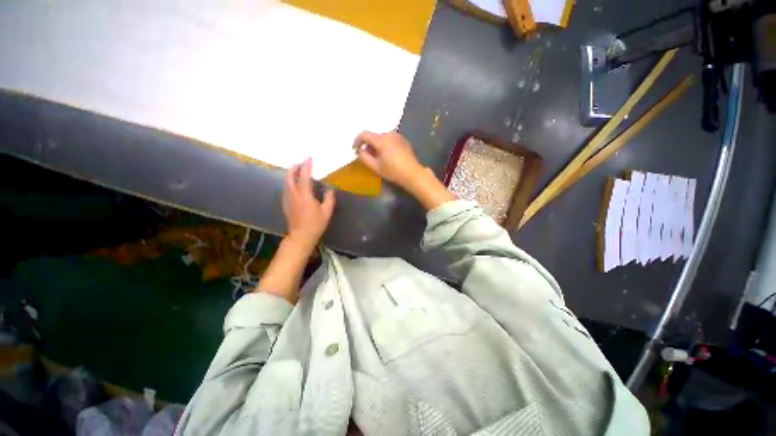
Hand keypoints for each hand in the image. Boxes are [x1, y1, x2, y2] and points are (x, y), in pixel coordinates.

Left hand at [282, 158, 335, 249]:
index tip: (309, 158)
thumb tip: (330, 190)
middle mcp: (294, 195)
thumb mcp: (326, 212)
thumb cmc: (315, 225)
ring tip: (295, 171)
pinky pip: (286, 190)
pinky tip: (292, 185)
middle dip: (294, 169)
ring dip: (290, 175)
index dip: (307, 166)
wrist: (300, 237)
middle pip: (290, 178)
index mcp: (304, 195)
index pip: (305, 176)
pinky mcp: (285, 205)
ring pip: (287, 184)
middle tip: (298, 163)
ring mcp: (288, 200)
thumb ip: (329, 199)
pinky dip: (289, 184)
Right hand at [354, 131, 426, 189]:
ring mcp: (397, 136)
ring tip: (375, 155)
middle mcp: (389, 134)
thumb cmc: (393, 171)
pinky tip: (385, 154)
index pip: (364, 134)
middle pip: (373, 135)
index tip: (354, 148)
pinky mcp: (403, 140)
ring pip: (381, 136)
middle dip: (367, 143)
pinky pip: (389, 138)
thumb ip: (364, 157)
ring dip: (376, 143)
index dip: (357, 140)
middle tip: (365, 153)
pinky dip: (384, 143)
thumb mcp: (375, 166)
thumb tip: (359, 150)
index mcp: (381, 140)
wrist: (413, 173)